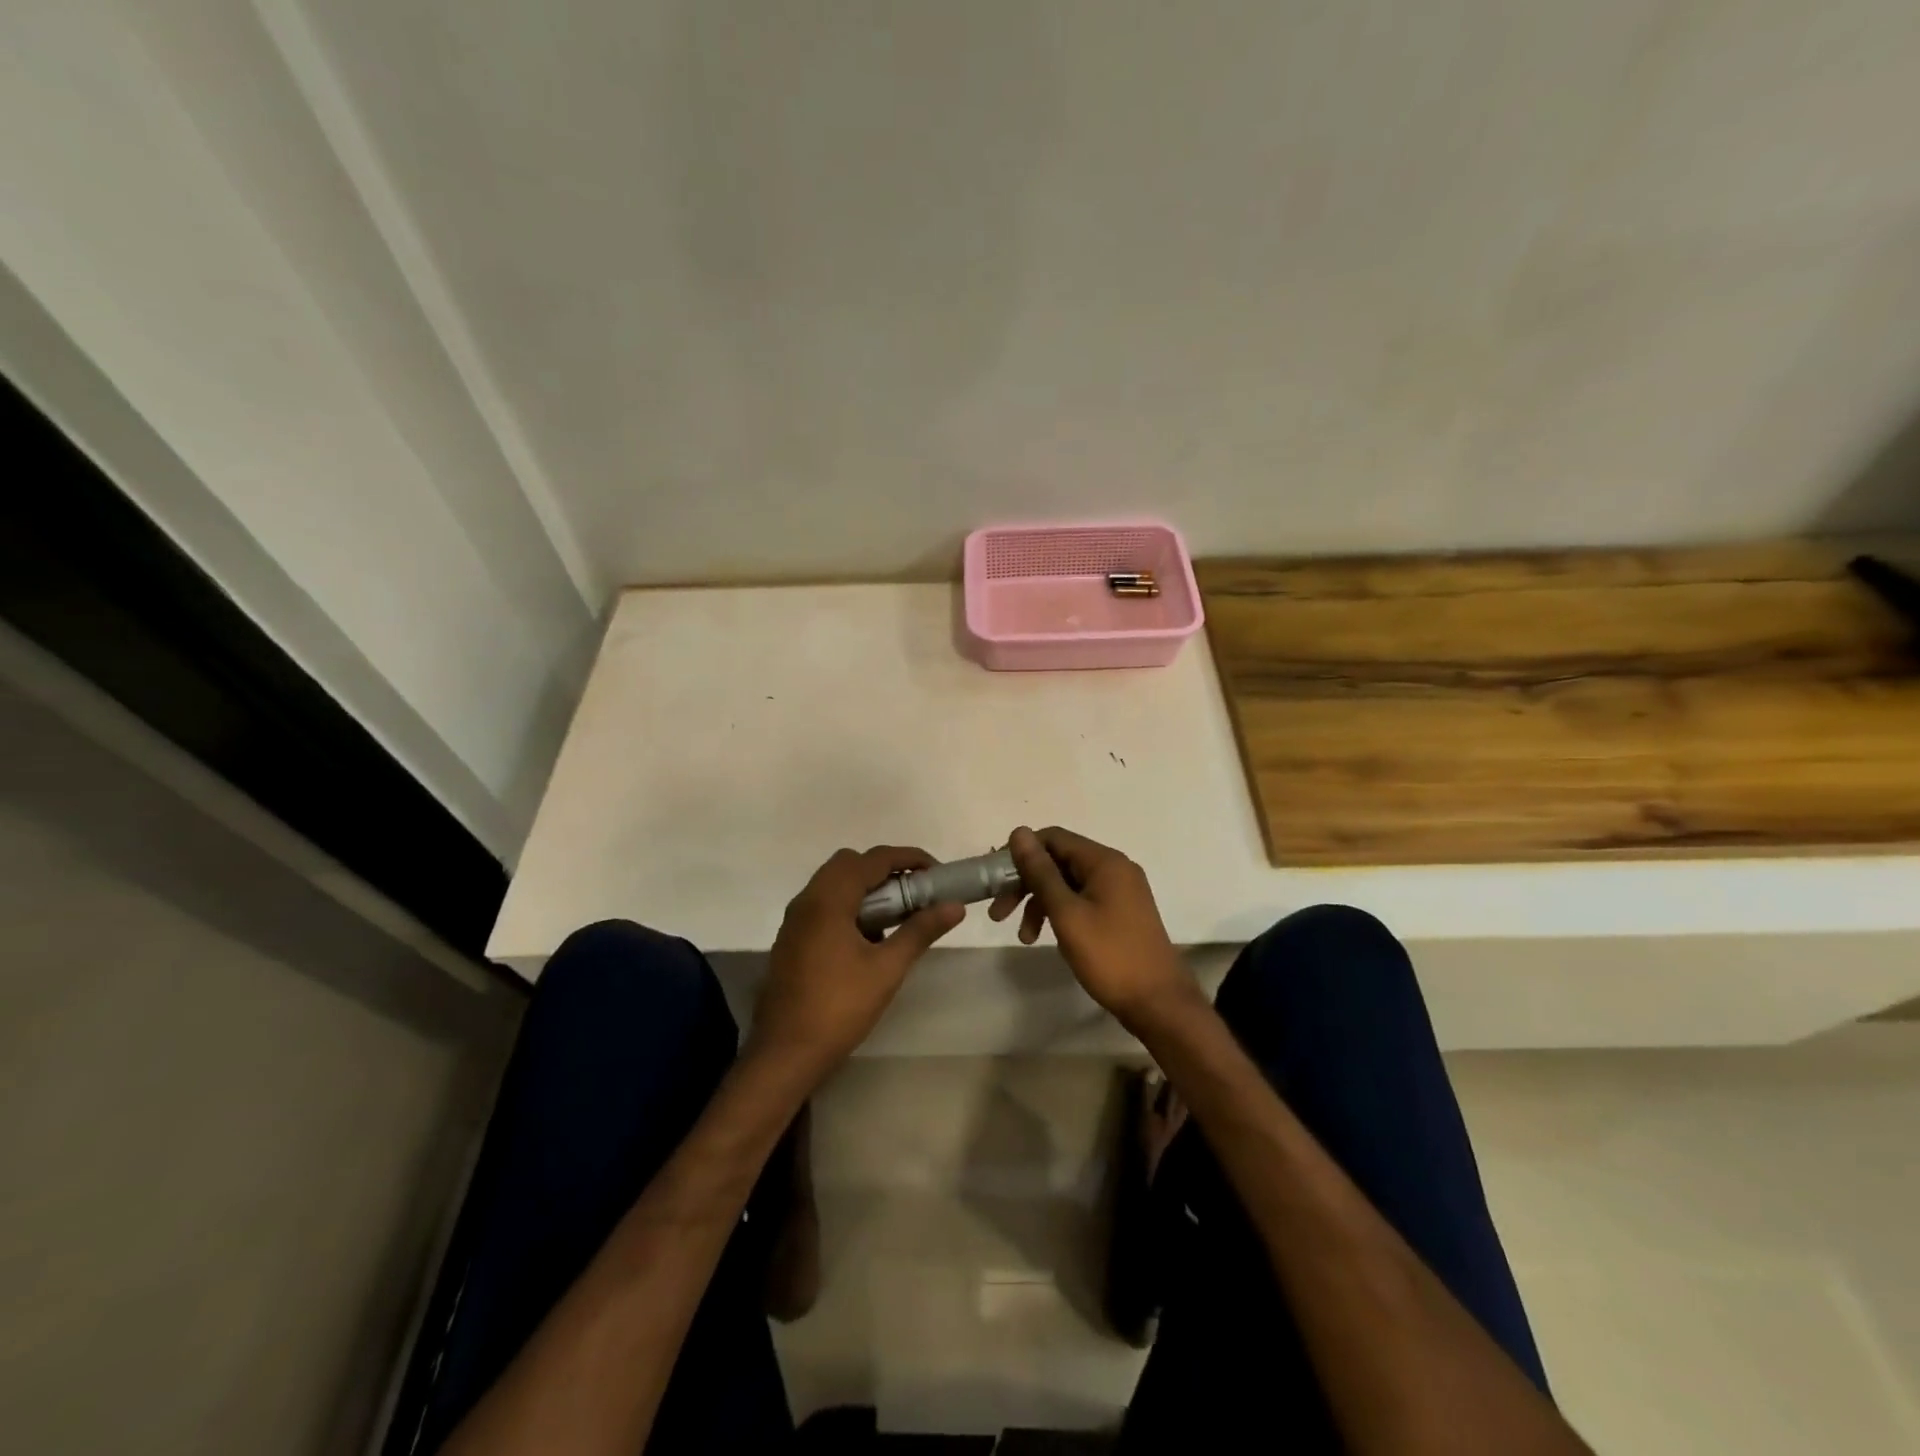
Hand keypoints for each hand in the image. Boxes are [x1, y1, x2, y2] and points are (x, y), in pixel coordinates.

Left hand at [750, 847, 963, 1080]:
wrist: (785, 1053)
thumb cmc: (839, 1007)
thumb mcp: (887, 969)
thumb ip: (920, 931)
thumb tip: (955, 906)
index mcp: (829, 899)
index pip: (874, 859)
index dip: (909, 858)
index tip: (937, 872)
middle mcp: (807, 900)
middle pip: (850, 864)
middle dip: (886, 869)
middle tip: (915, 892)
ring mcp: (795, 920)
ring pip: (834, 883)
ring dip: (867, 887)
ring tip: (898, 914)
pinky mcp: (792, 938)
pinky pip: (824, 904)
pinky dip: (850, 904)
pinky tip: (870, 937)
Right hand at [993, 826, 1198, 1027]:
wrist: (1159, 1003)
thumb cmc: (1109, 956)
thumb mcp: (1067, 913)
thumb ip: (1041, 872)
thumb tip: (1019, 832)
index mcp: (1104, 861)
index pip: (1053, 838)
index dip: (1021, 854)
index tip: (996, 881)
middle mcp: (1115, 868)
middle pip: (1059, 861)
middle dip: (1026, 884)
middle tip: (999, 914)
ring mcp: (1120, 891)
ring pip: (1068, 884)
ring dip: (1040, 904)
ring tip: (1024, 937)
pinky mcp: (1121, 913)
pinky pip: (1082, 900)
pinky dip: (1061, 913)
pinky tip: (1050, 938)